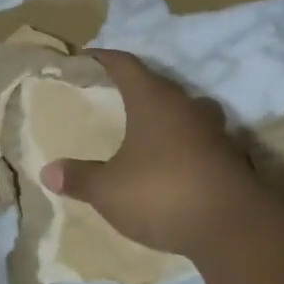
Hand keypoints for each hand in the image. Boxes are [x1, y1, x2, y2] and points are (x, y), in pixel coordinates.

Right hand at [39, 50, 276, 260]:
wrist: (234, 227)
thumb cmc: (162, 194)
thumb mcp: (109, 190)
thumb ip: (80, 178)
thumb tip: (48, 171)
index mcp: (153, 100)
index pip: (126, 65)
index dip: (105, 58)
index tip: (88, 56)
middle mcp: (186, 107)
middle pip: (159, 86)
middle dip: (137, 89)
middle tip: (114, 98)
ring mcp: (215, 132)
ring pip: (187, 112)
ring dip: (168, 118)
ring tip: (147, 131)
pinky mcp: (232, 159)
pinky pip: (202, 142)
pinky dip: (186, 147)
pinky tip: (174, 165)